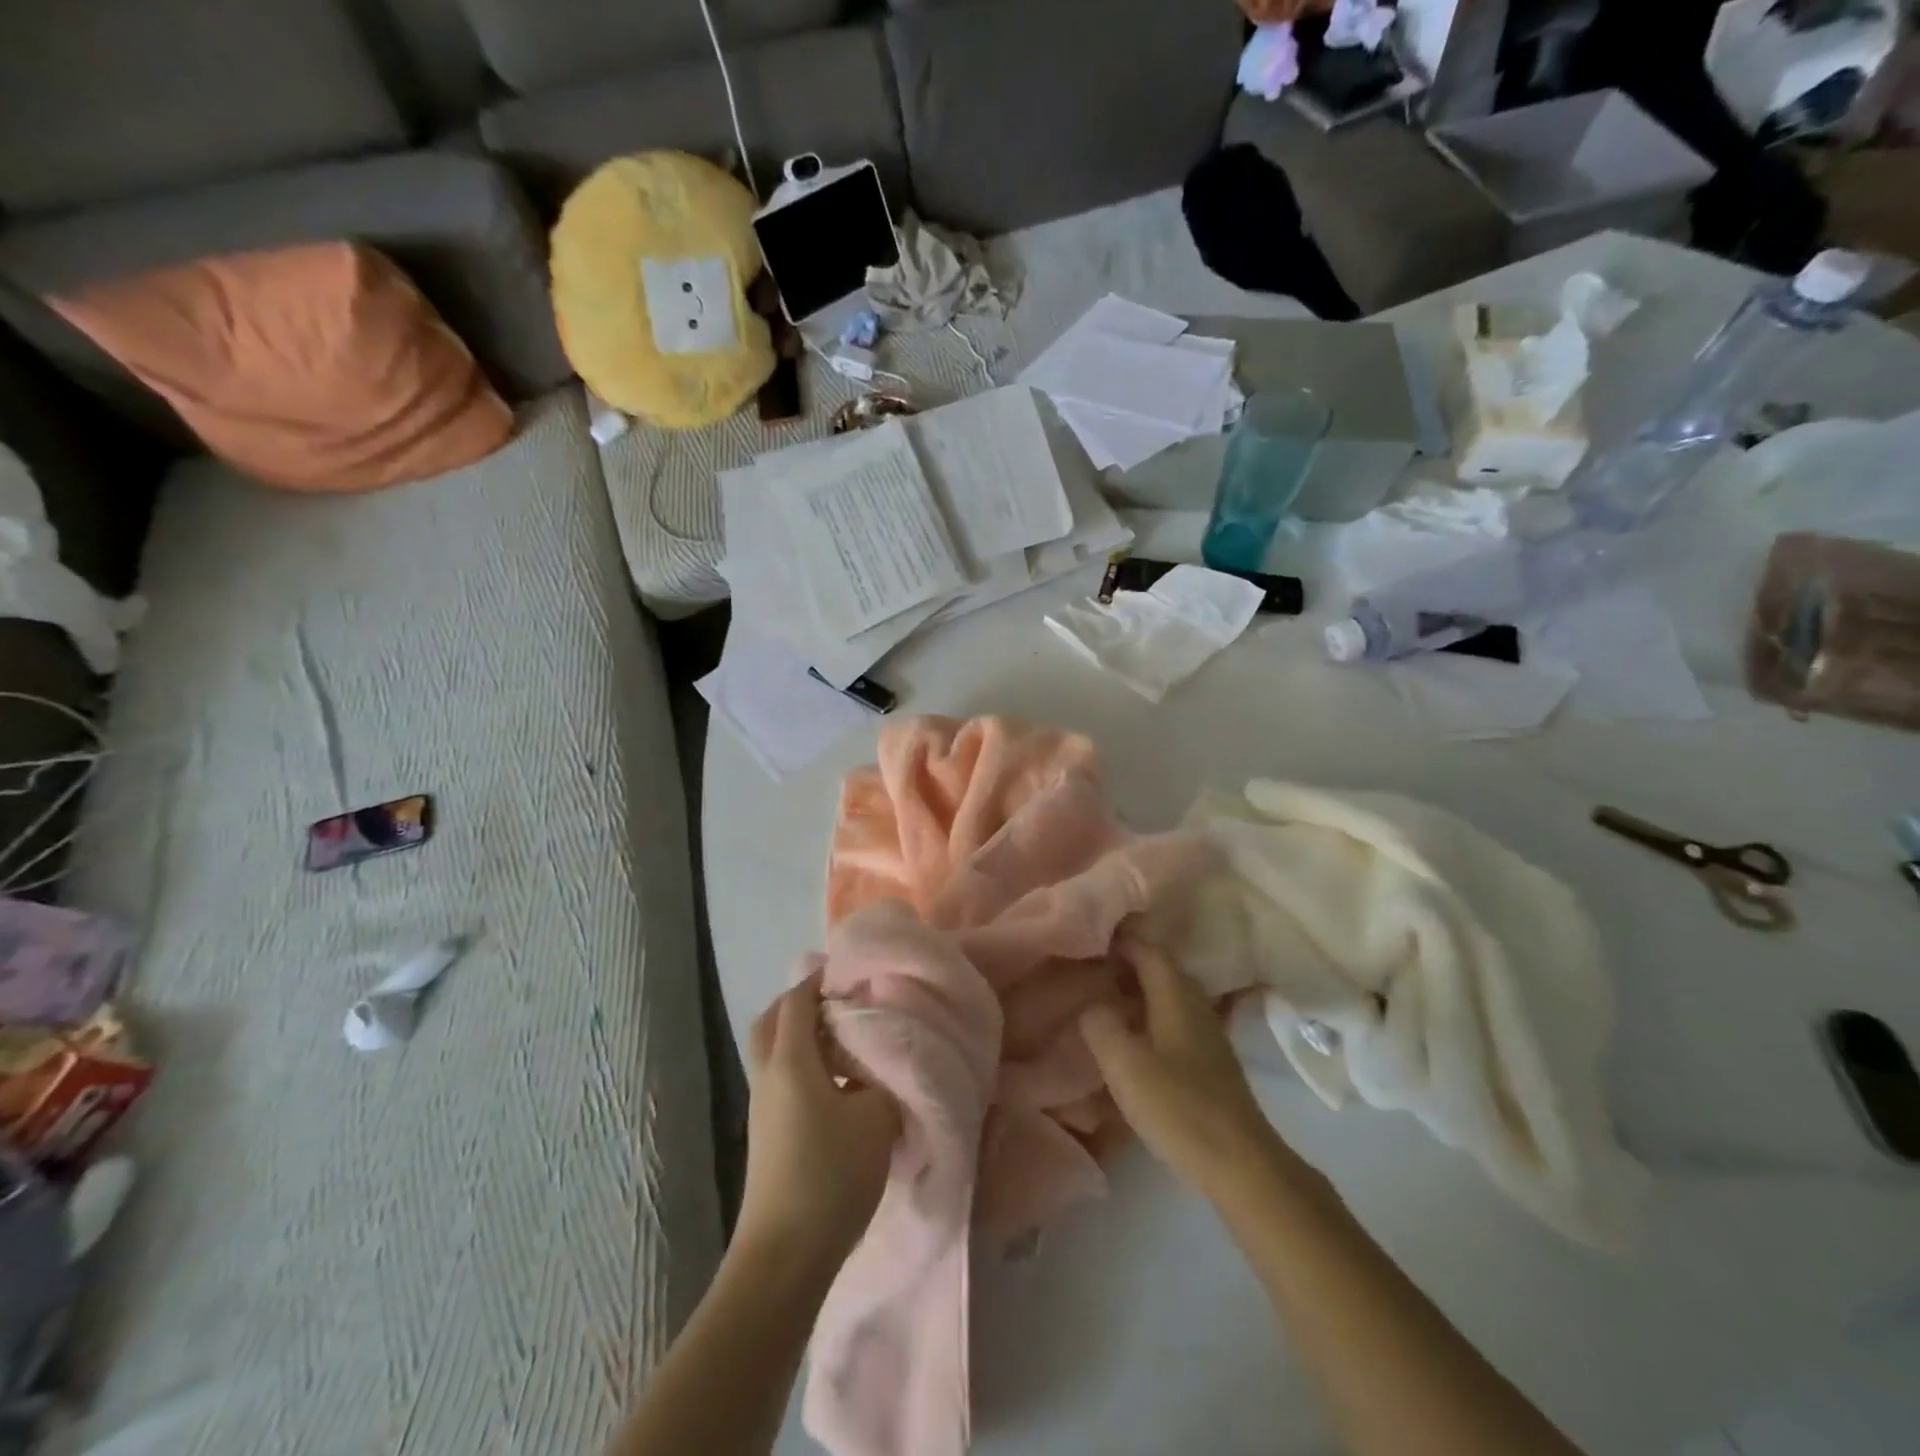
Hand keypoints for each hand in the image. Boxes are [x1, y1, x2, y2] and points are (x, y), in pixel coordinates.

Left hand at [737, 975, 899, 1270]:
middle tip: (842, 1000)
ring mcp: (763, 1105)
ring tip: (846, 1037)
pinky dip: (803, 1063)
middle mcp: (768, 1075)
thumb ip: (886, 1078)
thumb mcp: (875, 1119)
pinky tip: (839, 1082)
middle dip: (803, 1001)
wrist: (784, 1256)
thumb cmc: (830, 1175)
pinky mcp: (767, 1132)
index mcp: (790, 1060)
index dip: (822, 979)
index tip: (853, 971)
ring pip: (774, 1050)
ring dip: (802, 1034)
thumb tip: (889, 1061)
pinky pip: (781, 1077)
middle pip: (774, 1020)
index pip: (798, 1000)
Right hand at [1080, 944, 1282, 1196]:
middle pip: (1159, 969)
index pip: (1147, 949)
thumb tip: (1091, 1002)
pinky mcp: (1209, 1061)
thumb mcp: (1124, 1063)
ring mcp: (1207, 1033)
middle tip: (1088, 966)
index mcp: (1176, 994)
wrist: (1239, 1163)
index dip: (1120, 939)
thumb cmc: (1178, 1106)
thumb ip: (1100, 1024)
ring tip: (1102, 998)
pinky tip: (1130, 1035)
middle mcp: (1195, 1004)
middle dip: (1125, 963)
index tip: (1087, 936)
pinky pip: (1172, 1020)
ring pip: (1166, 996)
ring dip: (1136, 991)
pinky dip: (1148, 1016)